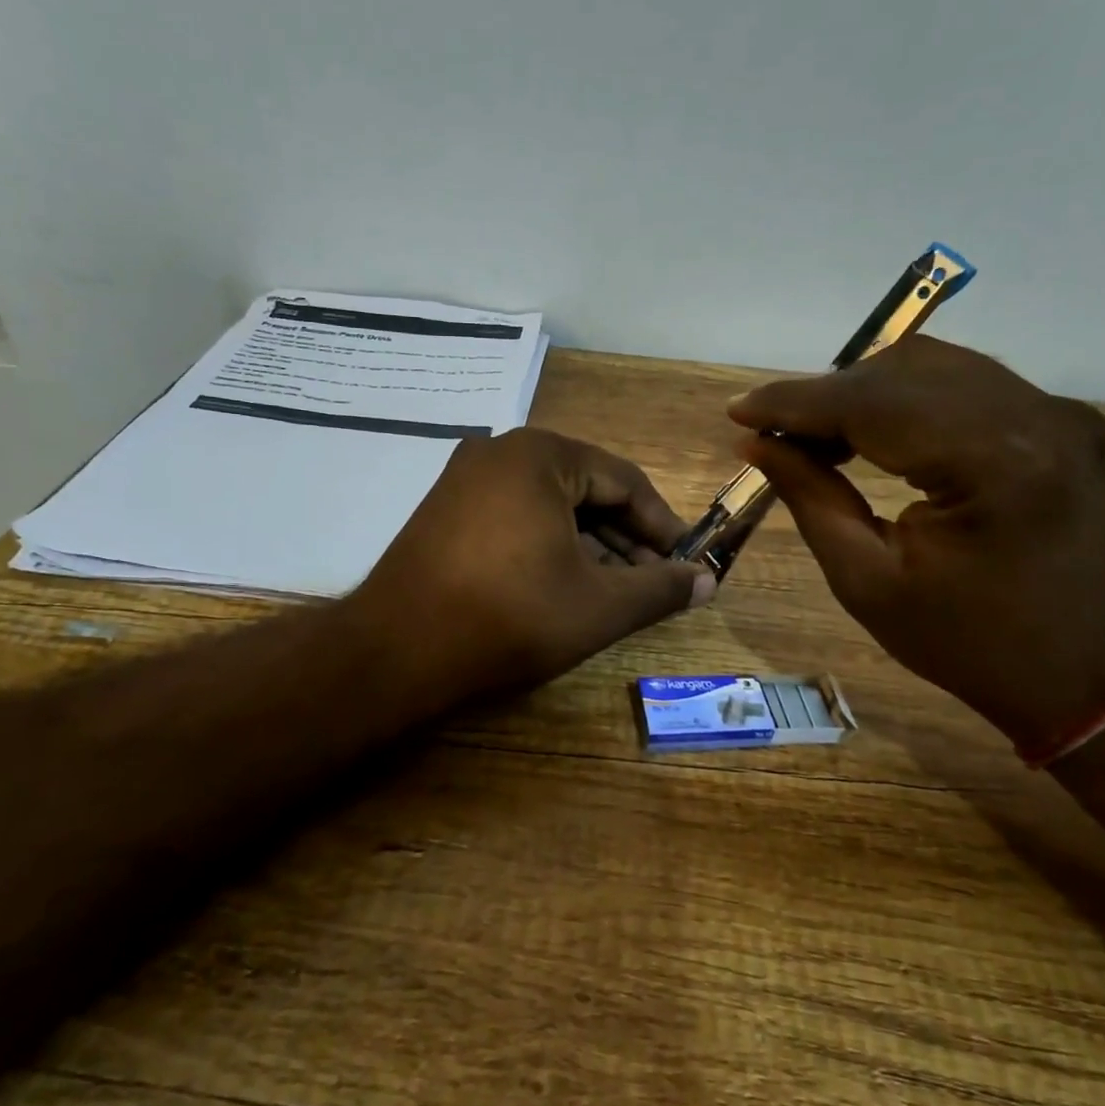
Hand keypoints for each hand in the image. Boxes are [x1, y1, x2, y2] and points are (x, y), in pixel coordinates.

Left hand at [353, 428, 716, 703]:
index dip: (663, 525)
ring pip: (549, 508)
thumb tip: (707, 583)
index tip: (687, 564)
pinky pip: (515, 520)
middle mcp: (499, 453)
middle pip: (586, 492)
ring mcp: (465, 481)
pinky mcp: (444, 513)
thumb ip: (661, 590)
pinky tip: (566, 587)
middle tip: (655, 584)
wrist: (397, 652)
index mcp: (540, 455)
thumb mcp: (599, 606)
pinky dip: (548, 549)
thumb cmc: (510, 617)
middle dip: (626, 541)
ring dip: (590, 549)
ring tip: (617, 593)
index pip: (625, 482)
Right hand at [730, 336, 1104, 751]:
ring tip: (816, 435)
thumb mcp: (868, 582)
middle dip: (826, 395)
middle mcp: (1035, 416)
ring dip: (863, 392)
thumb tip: (757, 443)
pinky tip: (872, 432)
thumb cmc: (969, 645)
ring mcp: (1057, 412)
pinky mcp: (1061, 421)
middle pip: (904, 369)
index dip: (795, 402)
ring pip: (934, 367)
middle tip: (774, 434)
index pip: (873, 402)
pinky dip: (906, 399)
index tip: (738, 412)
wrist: (1091, 676)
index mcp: (993, 462)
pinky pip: (965, 386)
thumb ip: (810, 497)